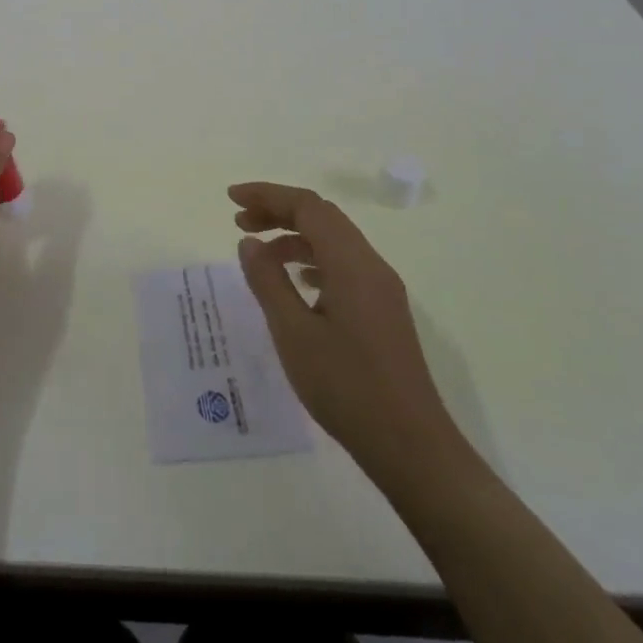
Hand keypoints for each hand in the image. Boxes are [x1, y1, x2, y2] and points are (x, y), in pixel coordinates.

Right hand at [231, 182, 465, 470]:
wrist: (411, 446)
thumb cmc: (347, 387)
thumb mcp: (293, 333)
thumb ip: (268, 281)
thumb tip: (250, 243)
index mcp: (352, 264)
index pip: (308, 206)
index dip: (268, 195)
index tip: (231, 199)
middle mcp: (371, 266)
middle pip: (322, 217)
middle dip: (279, 211)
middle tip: (238, 221)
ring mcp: (381, 289)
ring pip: (334, 241)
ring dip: (294, 236)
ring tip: (258, 253)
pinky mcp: (383, 311)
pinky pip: (344, 266)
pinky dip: (313, 260)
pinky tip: (296, 282)